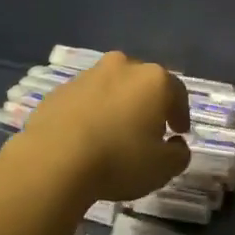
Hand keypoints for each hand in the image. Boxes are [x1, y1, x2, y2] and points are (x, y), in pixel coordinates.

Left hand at [0, 51, 190, 206]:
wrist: (53, 159)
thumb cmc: (118, 159)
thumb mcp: (162, 168)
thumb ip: (178, 155)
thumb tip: (177, 145)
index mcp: (153, 80)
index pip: (177, 93)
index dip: (181, 115)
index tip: (179, 133)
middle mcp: (123, 67)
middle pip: (144, 84)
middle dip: (149, 104)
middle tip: (149, 131)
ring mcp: (89, 74)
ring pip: (113, 87)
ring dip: (118, 105)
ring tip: (115, 134)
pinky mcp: (61, 89)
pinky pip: (86, 99)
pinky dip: (91, 112)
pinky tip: (87, 136)